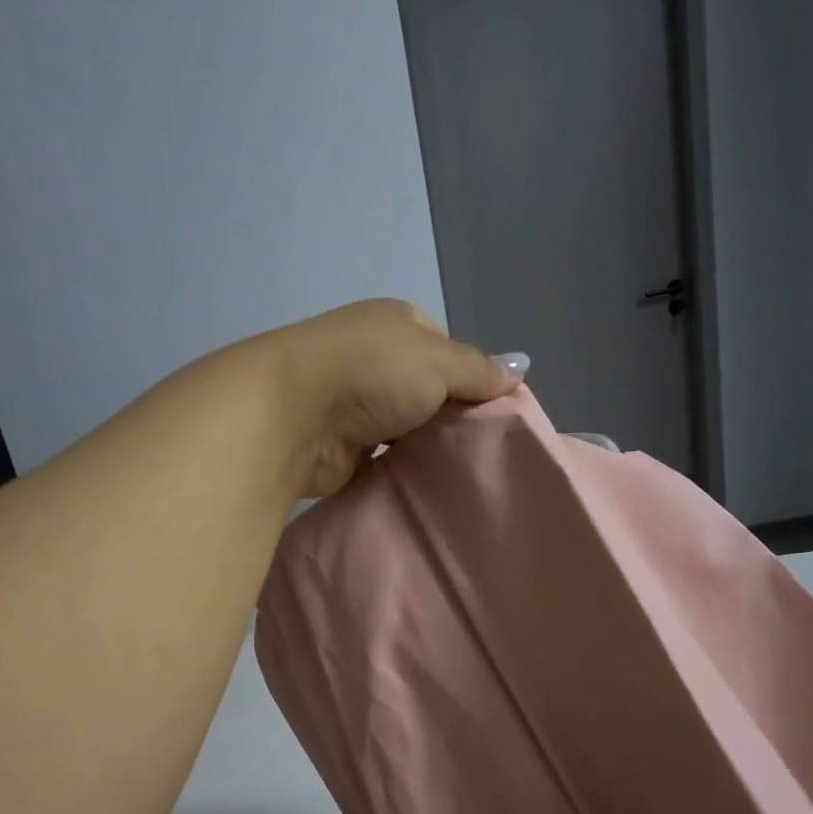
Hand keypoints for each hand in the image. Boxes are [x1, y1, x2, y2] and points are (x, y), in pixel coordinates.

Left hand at [254, 299, 526, 497]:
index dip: (472, 381)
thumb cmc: (371, 372)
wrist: (291, 415)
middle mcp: (373, 359)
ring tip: (461, 474)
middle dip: (450, 419)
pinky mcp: (340, 447)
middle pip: (427, 393)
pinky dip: (400, 471)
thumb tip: (521, 367)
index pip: (447, 351)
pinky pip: (383, 461)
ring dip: (424, 448)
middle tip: (482, 452)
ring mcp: (353, 404)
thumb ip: (479, 369)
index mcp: (396, 324)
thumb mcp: (439, 361)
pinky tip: (425, 488)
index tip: (493, 415)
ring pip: (405, 429)